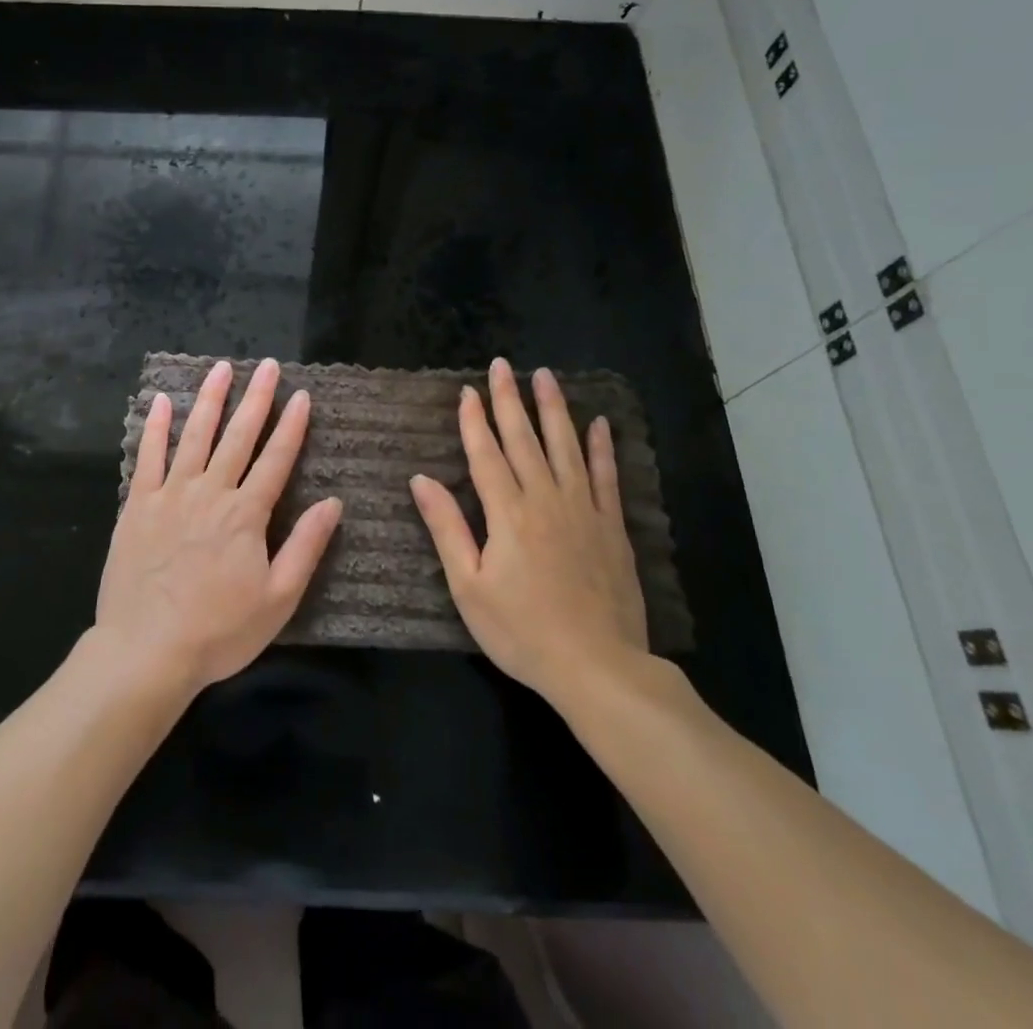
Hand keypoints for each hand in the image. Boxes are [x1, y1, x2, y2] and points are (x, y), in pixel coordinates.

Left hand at [96, 358, 342, 697]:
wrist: (146, 651)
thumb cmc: (219, 631)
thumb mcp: (278, 600)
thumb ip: (306, 547)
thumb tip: (334, 503)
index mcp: (246, 514)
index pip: (276, 459)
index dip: (291, 426)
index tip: (302, 395)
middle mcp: (210, 492)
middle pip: (238, 436)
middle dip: (256, 398)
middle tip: (268, 366)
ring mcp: (171, 494)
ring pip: (194, 436)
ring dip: (210, 399)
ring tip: (221, 368)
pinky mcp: (138, 505)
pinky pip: (148, 457)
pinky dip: (156, 427)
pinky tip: (163, 401)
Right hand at [409, 357, 648, 702]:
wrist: (598, 667)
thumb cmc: (522, 631)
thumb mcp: (468, 587)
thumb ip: (446, 528)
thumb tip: (421, 479)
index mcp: (507, 513)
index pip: (486, 453)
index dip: (475, 420)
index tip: (468, 389)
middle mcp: (545, 499)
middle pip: (524, 439)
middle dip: (510, 400)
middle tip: (503, 365)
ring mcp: (583, 509)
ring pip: (566, 447)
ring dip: (554, 409)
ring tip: (546, 376)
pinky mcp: (611, 527)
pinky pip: (606, 476)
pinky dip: (602, 448)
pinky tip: (599, 424)